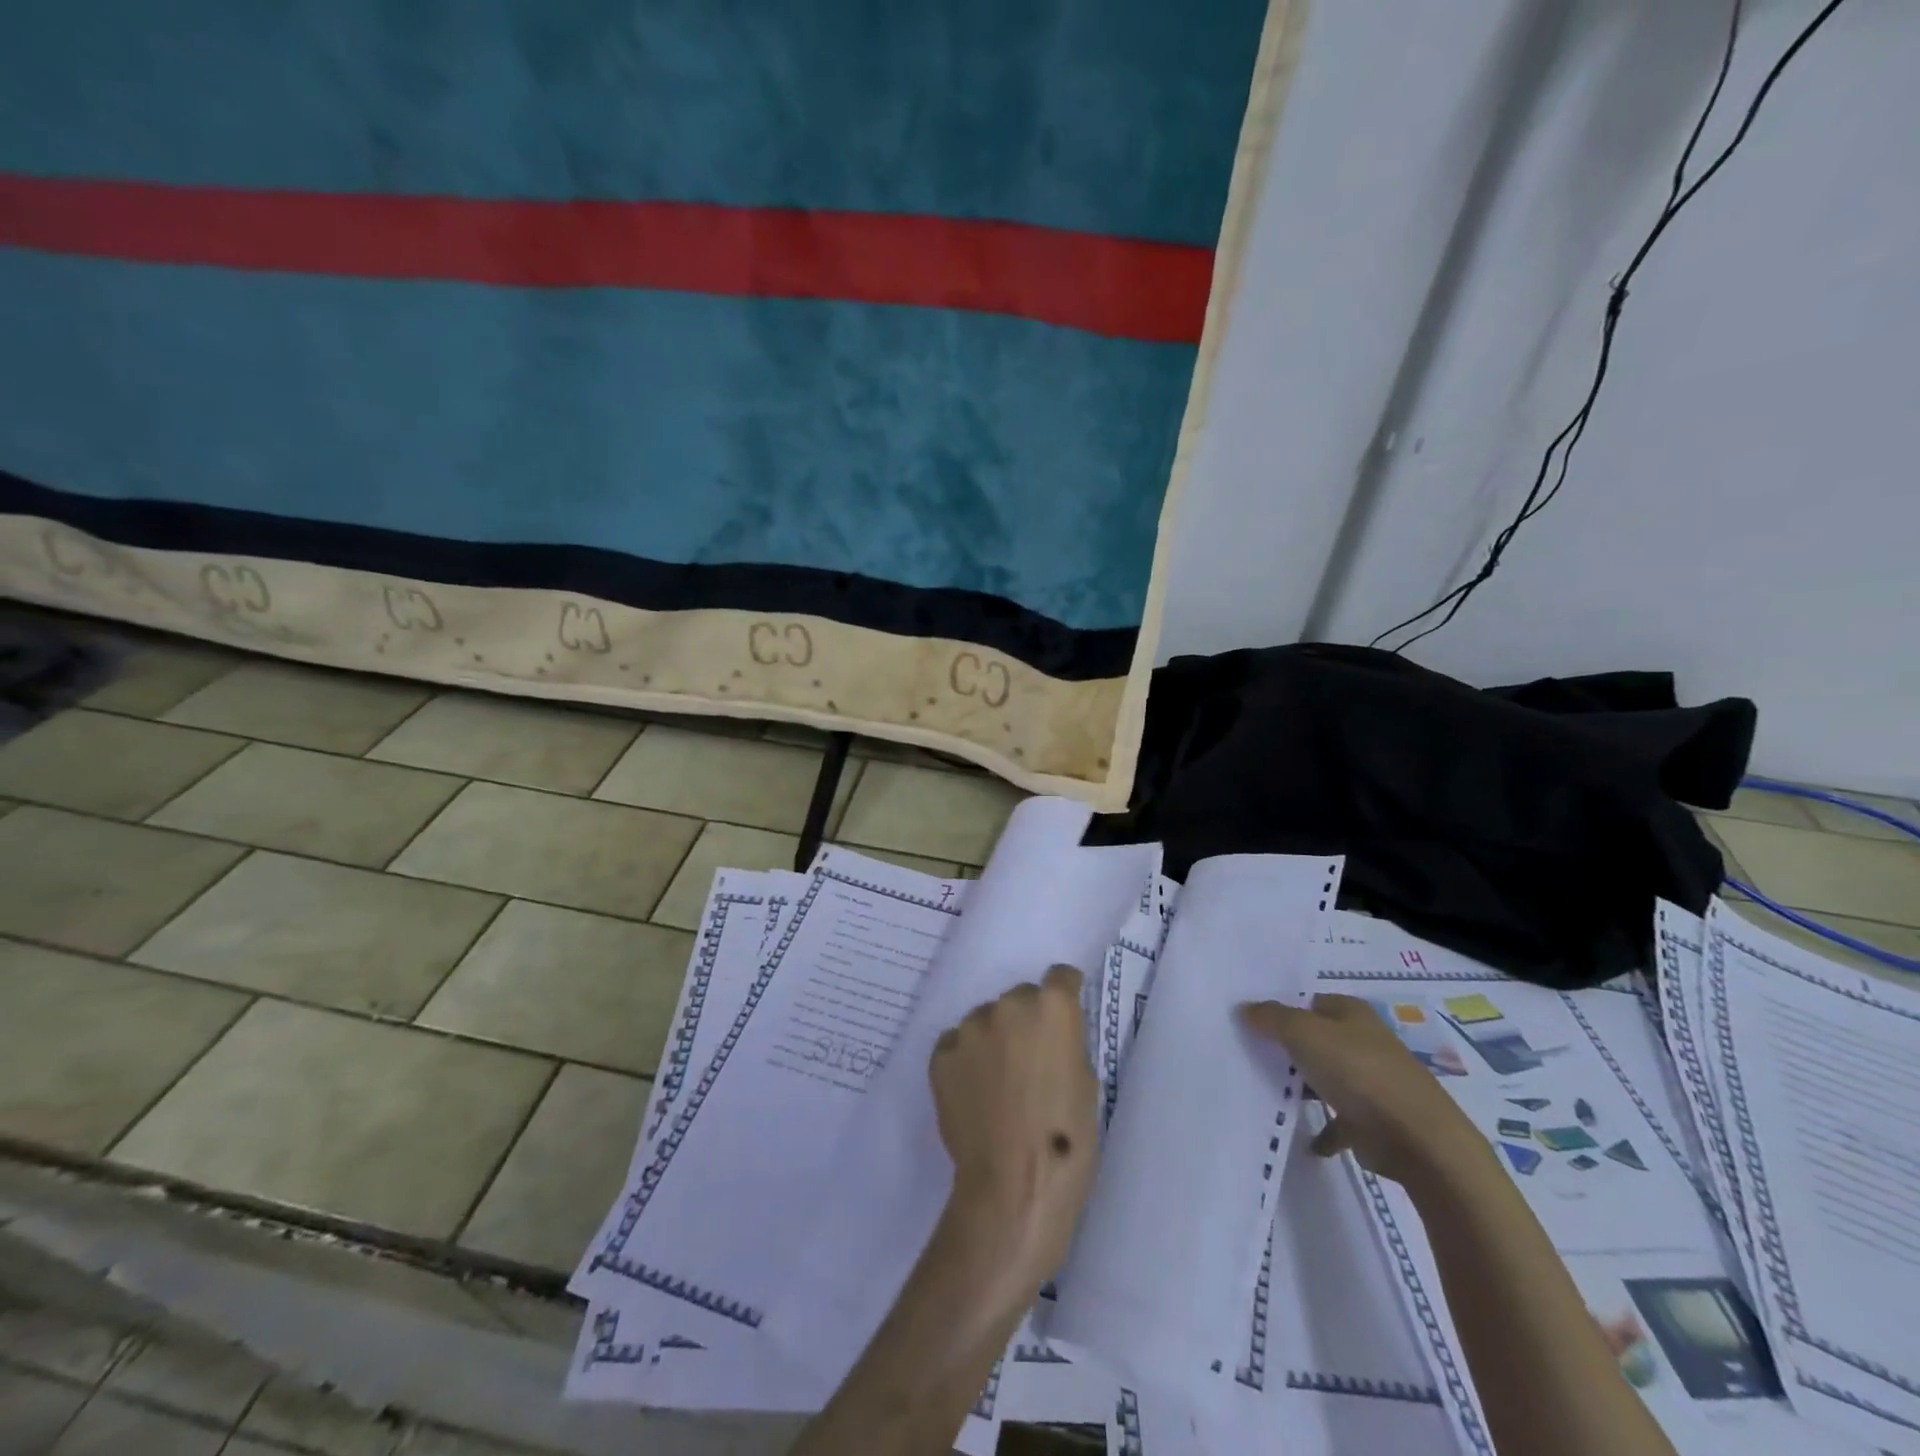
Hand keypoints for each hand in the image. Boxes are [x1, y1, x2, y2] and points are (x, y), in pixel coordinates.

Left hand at [930, 964, 1099, 1293]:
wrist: (1013, 1185)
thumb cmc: (1067, 1138)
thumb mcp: (1085, 1081)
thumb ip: (1066, 1043)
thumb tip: (1050, 1036)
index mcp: (1052, 1007)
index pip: (1060, 977)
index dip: (1064, 994)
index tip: (1063, 1015)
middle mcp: (1009, 1004)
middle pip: (1020, 998)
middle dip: (1026, 1021)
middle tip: (1030, 1061)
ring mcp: (970, 1028)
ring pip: (986, 1021)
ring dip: (993, 1039)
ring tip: (998, 1083)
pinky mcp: (942, 1053)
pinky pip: (957, 1045)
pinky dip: (966, 1060)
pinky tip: (975, 1093)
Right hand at [1239, 993, 1482, 1188]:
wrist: (1419, 1141)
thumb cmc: (1358, 1072)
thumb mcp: (1304, 1033)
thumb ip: (1272, 1018)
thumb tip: (1245, 1008)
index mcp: (1352, 1013)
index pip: (1309, 1001)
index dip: (1281, 1008)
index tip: (1249, 1021)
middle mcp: (1363, 1042)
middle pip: (1316, 1039)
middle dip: (1288, 1048)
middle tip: (1248, 1053)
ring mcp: (1371, 1082)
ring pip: (1326, 1078)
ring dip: (1304, 1088)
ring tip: (1266, 1093)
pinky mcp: (1374, 1121)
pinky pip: (1339, 1122)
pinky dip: (1324, 1130)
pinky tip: (1304, 1140)